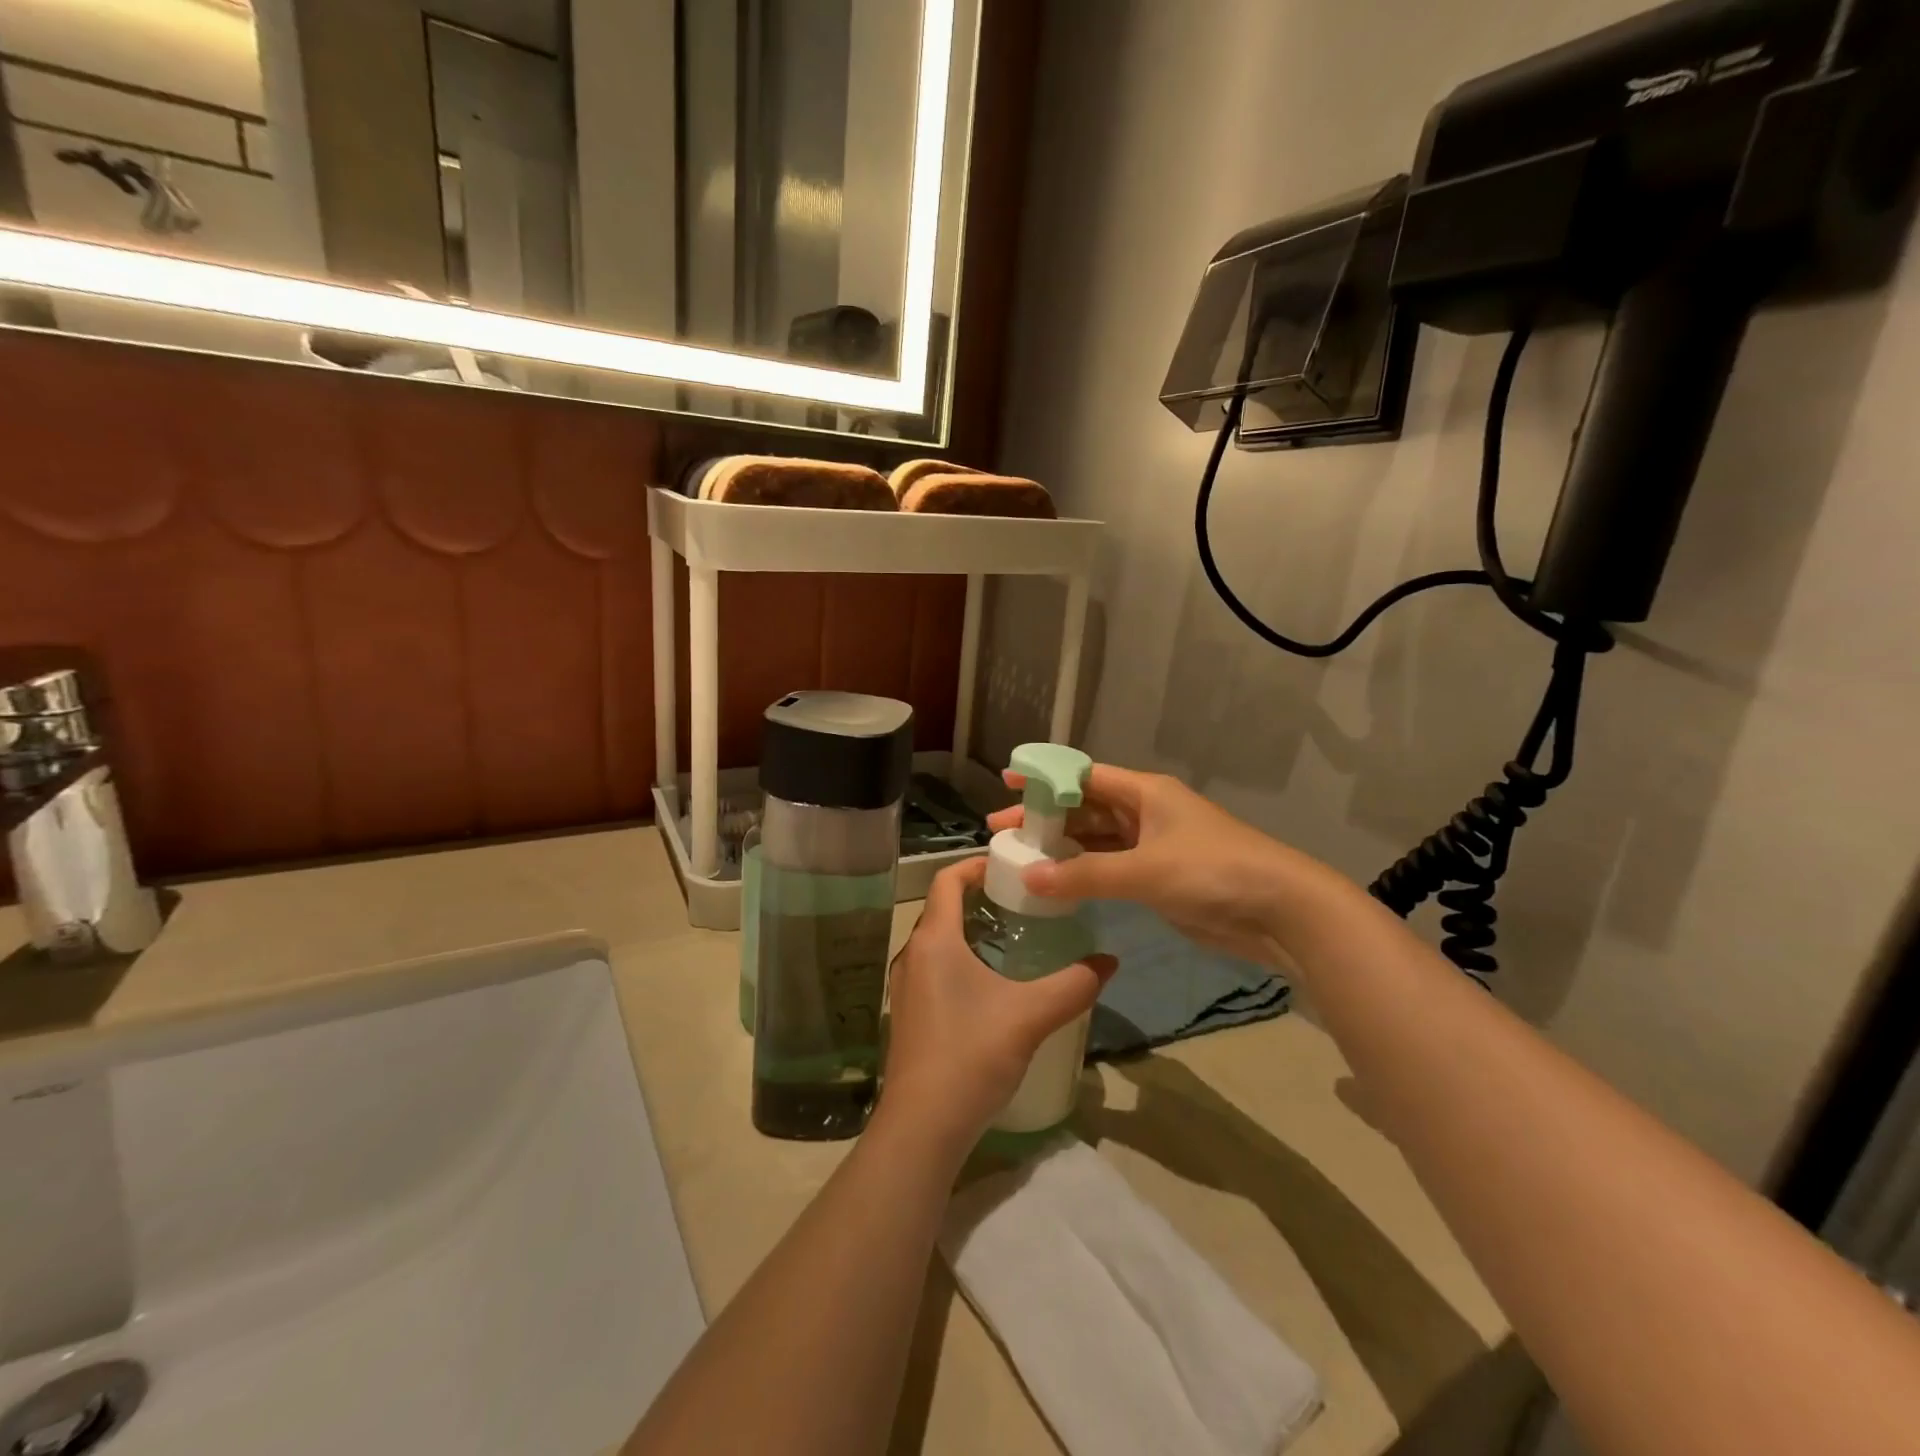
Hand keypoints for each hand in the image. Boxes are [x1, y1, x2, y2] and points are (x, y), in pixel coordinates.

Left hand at [879, 859, 1115, 1156]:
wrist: (922, 1127)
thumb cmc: (971, 1056)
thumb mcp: (1030, 1016)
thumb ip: (1074, 985)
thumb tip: (1110, 961)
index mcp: (934, 940)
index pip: (946, 880)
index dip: (975, 864)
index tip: (1009, 866)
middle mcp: (912, 955)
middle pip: (943, 909)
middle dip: (980, 899)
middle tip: (1023, 903)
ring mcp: (905, 987)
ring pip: (938, 941)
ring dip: (970, 932)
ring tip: (1014, 940)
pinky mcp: (908, 1015)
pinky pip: (934, 969)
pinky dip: (960, 961)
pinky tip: (992, 988)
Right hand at [988, 763, 1340, 966]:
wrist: (1280, 910)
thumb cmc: (1212, 871)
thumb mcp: (1145, 870)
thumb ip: (1085, 875)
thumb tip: (1029, 876)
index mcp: (1144, 792)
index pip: (1083, 776)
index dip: (1045, 778)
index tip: (1006, 782)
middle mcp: (1145, 812)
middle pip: (1085, 808)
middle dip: (1046, 819)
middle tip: (1002, 832)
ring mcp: (1153, 846)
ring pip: (1097, 841)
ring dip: (1063, 848)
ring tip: (1021, 858)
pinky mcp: (1160, 878)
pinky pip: (1111, 869)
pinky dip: (1085, 874)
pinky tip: (1057, 883)